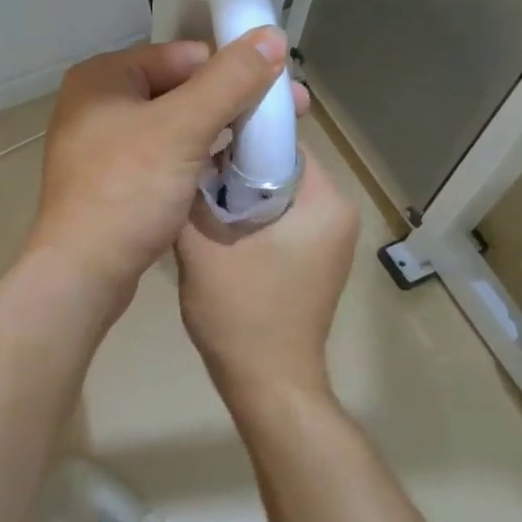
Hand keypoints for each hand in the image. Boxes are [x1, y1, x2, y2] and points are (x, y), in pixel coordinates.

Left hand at [28, 29, 302, 304]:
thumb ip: (229, 80)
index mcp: (103, 77)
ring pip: (173, 126)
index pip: (184, 55)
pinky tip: (226, 173)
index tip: (282, 91)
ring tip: (263, 147)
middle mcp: (96, 104)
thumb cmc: (128, 192)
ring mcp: (100, 146)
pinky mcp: (110, 183)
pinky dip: (193, 161)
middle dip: (232, 103)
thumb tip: (271, 35)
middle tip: (287, 118)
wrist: (82, 273)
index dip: (235, 69)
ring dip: (216, 133)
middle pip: (179, 89)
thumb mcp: (183, 129)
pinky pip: (161, 158)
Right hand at [175, 151, 359, 410]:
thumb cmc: (241, 313)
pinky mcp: (314, 261)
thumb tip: (185, 157)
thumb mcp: (202, 246)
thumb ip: (192, 194)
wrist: (268, 384)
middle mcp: (337, 213)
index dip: (235, 137)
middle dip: (232, 169)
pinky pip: (278, 220)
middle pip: (277, 168)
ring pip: (274, 195)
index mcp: (325, 201)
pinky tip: (214, 232)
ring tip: (195, 202)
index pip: (280, 142)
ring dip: (236, 196)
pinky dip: (247, 219)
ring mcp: (329, 240)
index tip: (196, 143)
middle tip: (188, 176)